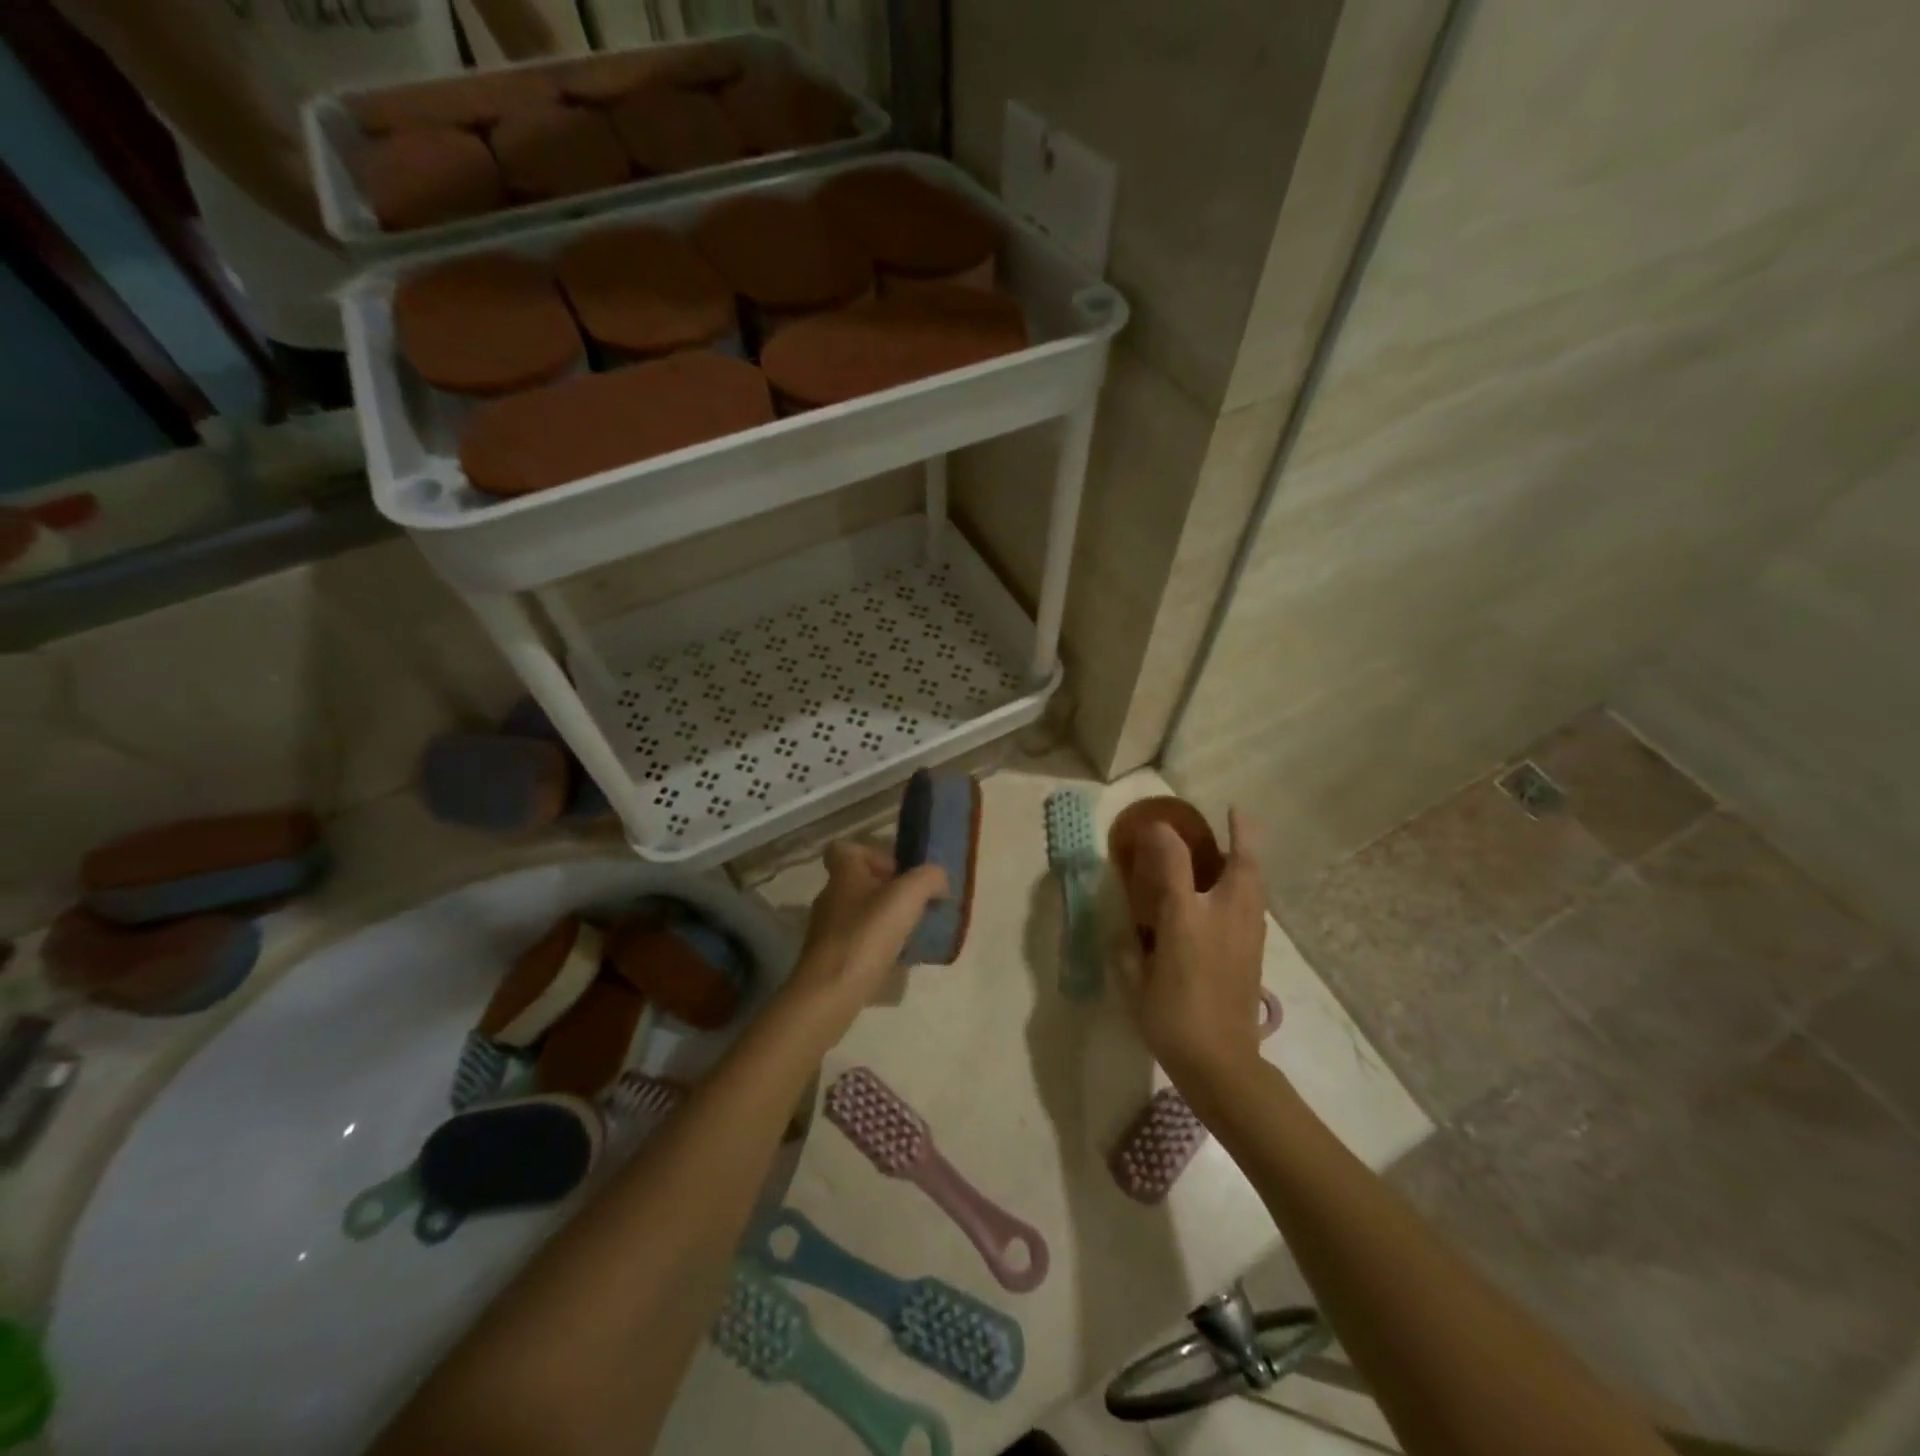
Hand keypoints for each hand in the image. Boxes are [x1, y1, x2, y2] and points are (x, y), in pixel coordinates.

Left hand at [785, 842, 947, 1028]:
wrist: (829, 994)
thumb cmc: (866, 935)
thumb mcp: (907, 897)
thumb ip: (928, 878)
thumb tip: (938, 877)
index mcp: (843, 874)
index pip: (845, 849)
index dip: (873, 854)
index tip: (898, 872)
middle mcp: (830, 897)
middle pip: (858, 882)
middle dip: (888, 890)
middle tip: (915, 905)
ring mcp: (826, 930)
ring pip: (859, 913)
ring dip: (885, 919)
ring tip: (911, 934)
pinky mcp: (830, 959)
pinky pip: (857, 942)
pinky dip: (877, 946)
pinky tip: (897, 959)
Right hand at [1114, 810, 1268, 1085]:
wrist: (1223, 1064)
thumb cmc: (1171, 1021)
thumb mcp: (1134, 984)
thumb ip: (1127, 952)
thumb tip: (1124, 933)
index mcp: (1186, 920)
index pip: (1175, 862)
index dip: (1163, 837)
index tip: (1152, 825)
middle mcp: (1222, 917)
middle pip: (1242, 864)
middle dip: (1241, 835)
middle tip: (1237, 814)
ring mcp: (1246, 934)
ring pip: (1256, 884)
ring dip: (1250, 858)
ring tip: (1239, 845)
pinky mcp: (1257, 952)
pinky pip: (1256, 905)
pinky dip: (1250, 886)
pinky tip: (1236, 892)